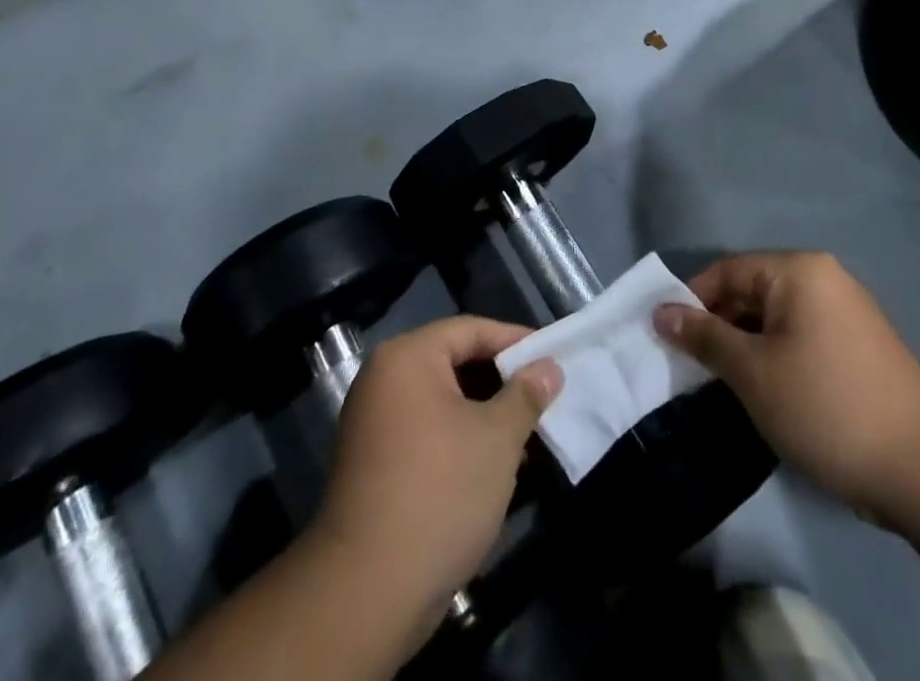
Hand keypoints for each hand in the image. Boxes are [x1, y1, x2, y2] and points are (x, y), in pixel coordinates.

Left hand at [308, 316, 562, 648]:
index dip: (514, 341)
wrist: (367, 591)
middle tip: (542, 398)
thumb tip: (548, 368)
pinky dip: (460, 438)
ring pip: (443, 400)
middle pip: (454, 361)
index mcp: (407, 357)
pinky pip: (426, 430)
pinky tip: (493, 466)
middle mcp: (384, 378)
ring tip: (526, 436)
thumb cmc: (440, 492)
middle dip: (501, 381)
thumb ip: (526, 395)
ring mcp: (373, 422)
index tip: (552, 358)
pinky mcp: (374, 462)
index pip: (470, 329)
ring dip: (484, 414)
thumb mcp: (497, 438)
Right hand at [654, 252, 919, 528]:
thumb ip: (704, 336)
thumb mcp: (752, 372)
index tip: (666, 337)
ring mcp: (846, 312)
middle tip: (689, 366)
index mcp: (798, 270)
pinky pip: (800, 337)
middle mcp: (824, 279)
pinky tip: (763, 392)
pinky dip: (774, 356)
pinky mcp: (858, 347)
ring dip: (744, 345)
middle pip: (752, 291)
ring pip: (775, 318)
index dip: (691, 301)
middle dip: (717, 326)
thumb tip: (660, 311)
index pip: (727, 271)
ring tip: (720, 384)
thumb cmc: (825, 406)